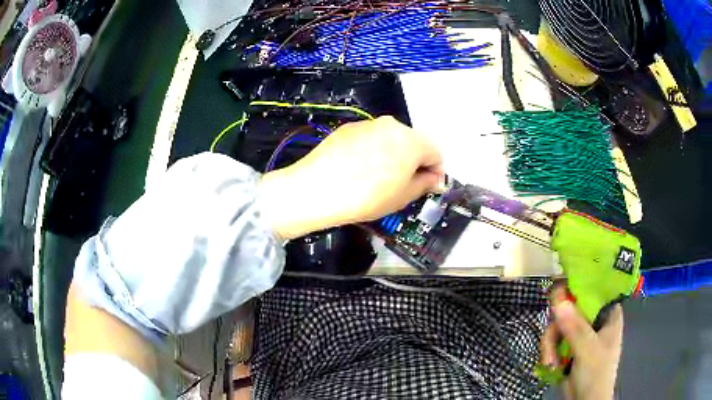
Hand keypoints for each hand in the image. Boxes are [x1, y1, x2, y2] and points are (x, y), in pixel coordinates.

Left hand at [259, 116, 443, 239]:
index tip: (428, 187)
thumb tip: (433, 179)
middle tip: (404, 184)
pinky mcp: (347, 128)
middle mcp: (391, 125)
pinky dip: (371, 151)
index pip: (436, 153)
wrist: (317, 189)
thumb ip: (424, 184)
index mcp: (412, 140)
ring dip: (392, 155)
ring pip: (390, 139)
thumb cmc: (367, 197)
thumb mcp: (402, 197)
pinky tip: (358, 169)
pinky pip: (369, 138)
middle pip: (413, 142)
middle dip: (414, 162)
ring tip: (378, 178)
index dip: (435, 172)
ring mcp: (367, 124)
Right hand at [540, 287, 622, 399]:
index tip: (558, 288)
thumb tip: (557, 299)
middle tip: (550, 338)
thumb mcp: (587, 350)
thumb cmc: (596, 374)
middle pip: (571, 308)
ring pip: (559, 325)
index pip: (594, 289)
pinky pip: (554, 339)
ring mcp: (581, 334)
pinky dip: (549, 350)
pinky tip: (549, 363)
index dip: (577, 285)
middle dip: (557, 326)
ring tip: (549, 360)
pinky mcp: (569, 347)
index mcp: (608, 313)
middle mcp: (594, 320)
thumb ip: (575, 327)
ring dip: (550, 343)